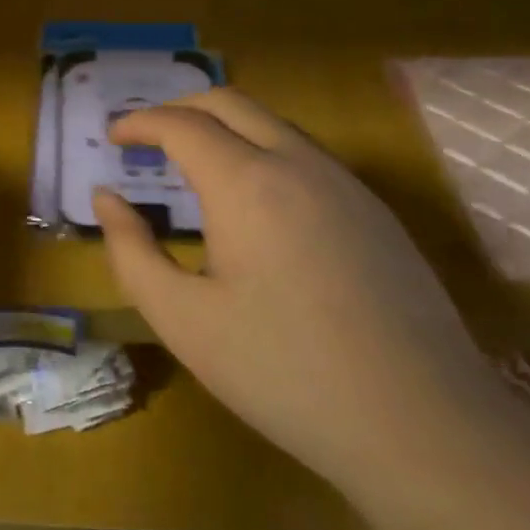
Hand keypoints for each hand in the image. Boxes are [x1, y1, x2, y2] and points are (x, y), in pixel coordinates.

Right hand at [95, 89, 508, 494]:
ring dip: (224, 127)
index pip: (181, 124)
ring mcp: (347, 185)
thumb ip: (131, 250)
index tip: (114, 137)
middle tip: (147, 137)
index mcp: (247, 183)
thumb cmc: (282, 372)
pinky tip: (254, 203)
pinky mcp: (377, 213)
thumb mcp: (181, 318)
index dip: (140, 122)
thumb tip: (107, 198)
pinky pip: (307, 155)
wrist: (422, 426)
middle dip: (180, 108)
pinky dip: (262, 152)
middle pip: (230, 103)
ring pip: (274, 124)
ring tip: (192, 164)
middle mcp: (299, 164)